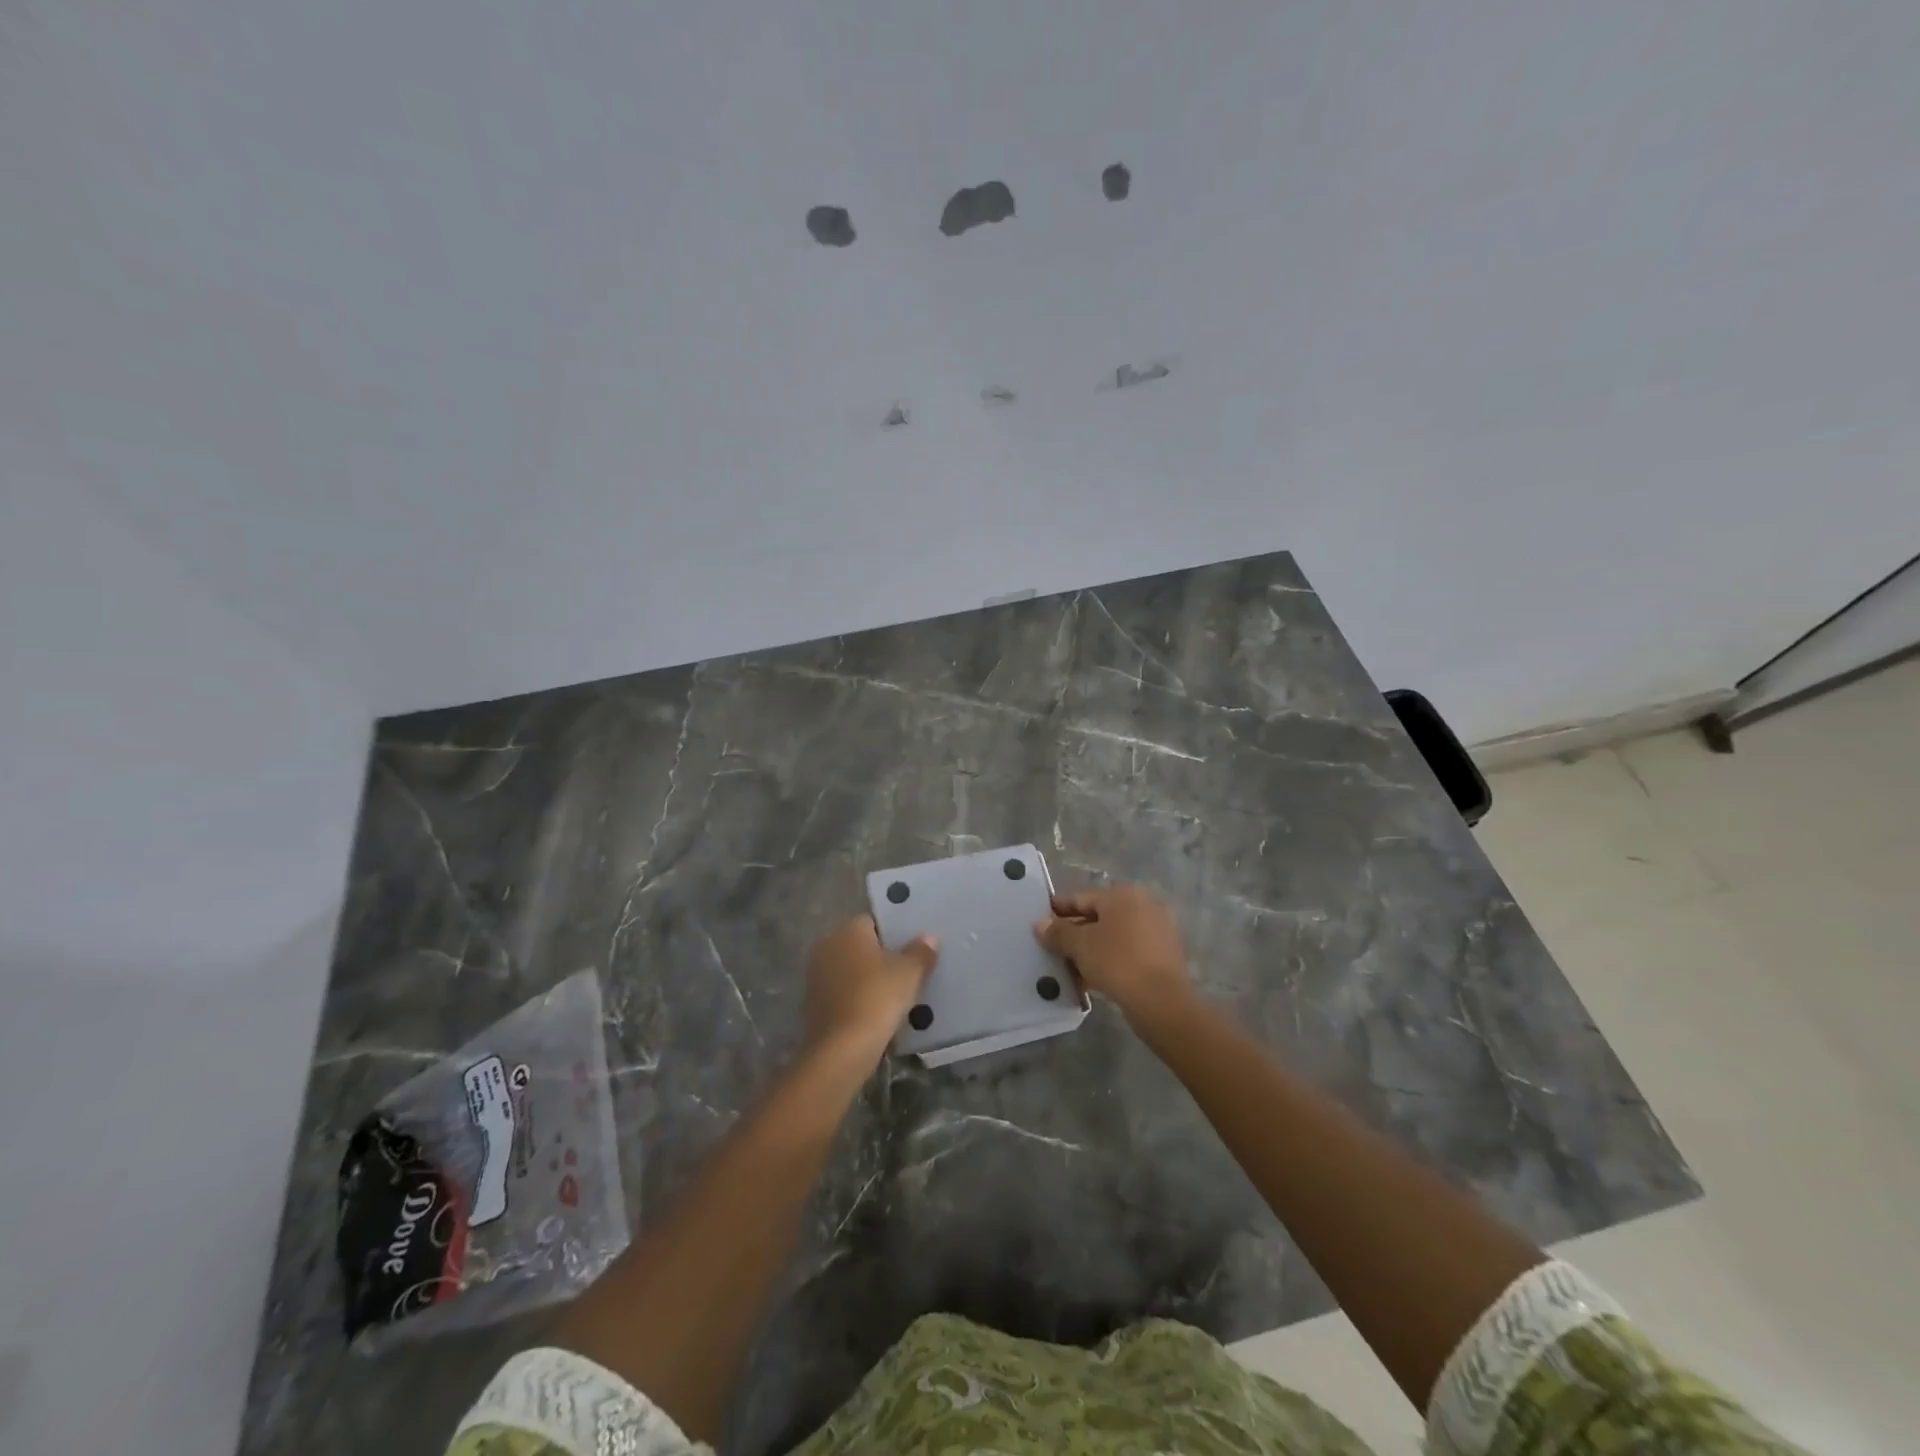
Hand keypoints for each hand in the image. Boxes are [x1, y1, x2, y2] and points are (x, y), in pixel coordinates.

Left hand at [803, 916, 938, 1061]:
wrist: (841, 1050)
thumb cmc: (877, 998)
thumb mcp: (910, 973)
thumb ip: (920, 952)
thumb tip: (928, 938)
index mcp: (848, 930)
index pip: (873, 922)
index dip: (894, 934)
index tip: (912, 950)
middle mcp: (827, 945)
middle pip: (860, 946)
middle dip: (880, 956)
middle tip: (907, 972)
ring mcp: (816, 975)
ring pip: (850, 970)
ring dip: (868, 979)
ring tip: (895, 995)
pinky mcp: (812, 1003)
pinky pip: (842, 992)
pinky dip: (857, 998)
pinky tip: (875, 1013)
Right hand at [1034, 883, 1193, 1028]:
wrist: (1162, 1001)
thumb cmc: (1117, 961)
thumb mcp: (1080, 945)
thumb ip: (1058, 932)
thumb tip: (1040, 924)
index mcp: (1123, 895)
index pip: (1082, 898)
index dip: (1059, 908)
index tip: (1041, 917)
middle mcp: (1144, 905)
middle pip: (1099, 917)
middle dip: (1075, 932)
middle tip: (1052, 945)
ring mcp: (1157, 930)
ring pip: (1114, 937)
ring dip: (1091, 949)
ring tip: (1068, 966)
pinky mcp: (1164, 956)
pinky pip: (1128, 952)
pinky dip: (1109, 960)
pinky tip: (1091, 978)